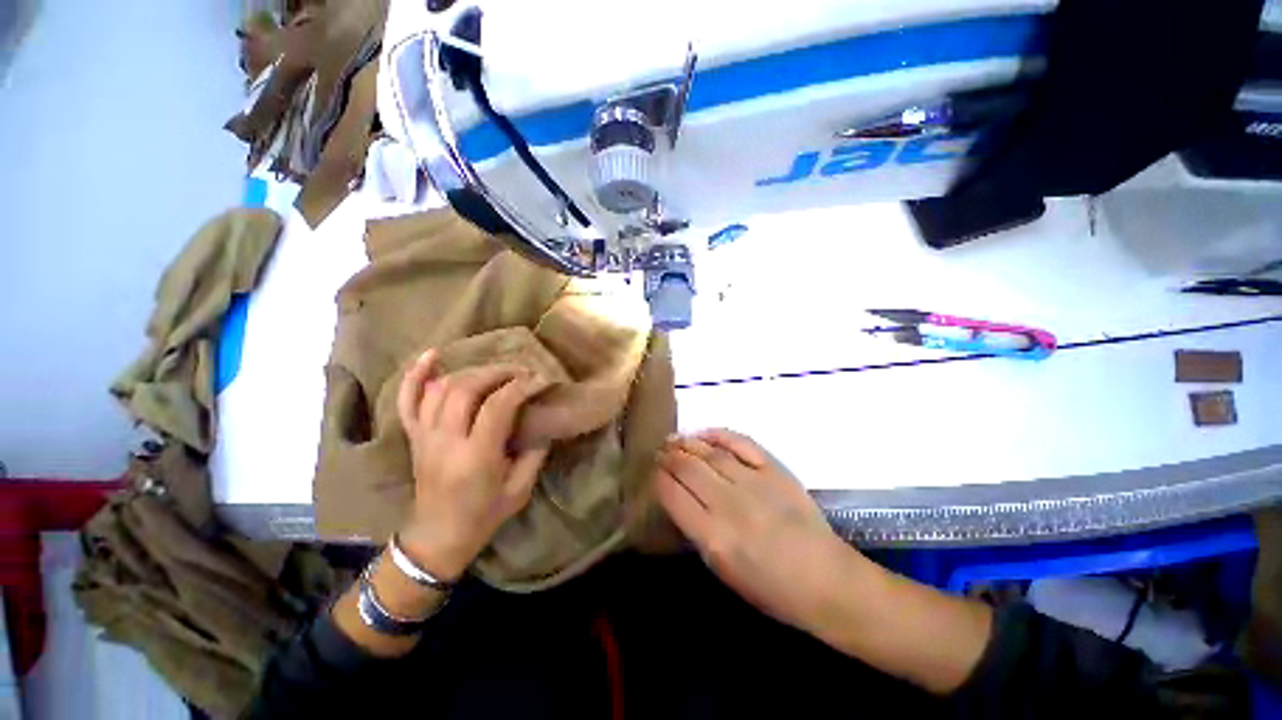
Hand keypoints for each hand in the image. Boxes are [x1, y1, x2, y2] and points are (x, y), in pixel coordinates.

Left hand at [395, 350, 549, 581]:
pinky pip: (408, 400)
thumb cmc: (484, 515)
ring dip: (471, 371)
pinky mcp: (414, 436)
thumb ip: (535, 452)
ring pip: (442, 389)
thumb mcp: (520, 489)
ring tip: (495, 370)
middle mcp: (445, 442)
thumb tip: (542, 420)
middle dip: (498, 373)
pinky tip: (432, 354)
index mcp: (475, 458)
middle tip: (521, 372)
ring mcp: (424, 437)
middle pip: (466, 389)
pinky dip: (417, 375)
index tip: (540, 380)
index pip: (497, 407)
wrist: (438, 537)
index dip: (520, 387)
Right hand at [655, 430, 857, 632]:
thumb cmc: (771, 588)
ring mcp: (753, 483)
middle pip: (688, 469)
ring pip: (710, 453)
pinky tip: (705, 432)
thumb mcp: (723, 571)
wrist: (826, 580)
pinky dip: (720, 435)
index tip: (653, 472)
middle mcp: (729, 504)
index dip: (659, 479)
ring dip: (687, 443)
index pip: (673, 495)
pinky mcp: (775, 470)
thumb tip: (679, 498)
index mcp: (713, 537)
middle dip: (669, 457)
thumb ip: (697, 532)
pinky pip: (742, 443)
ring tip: (674, 438)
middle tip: (660, 451)